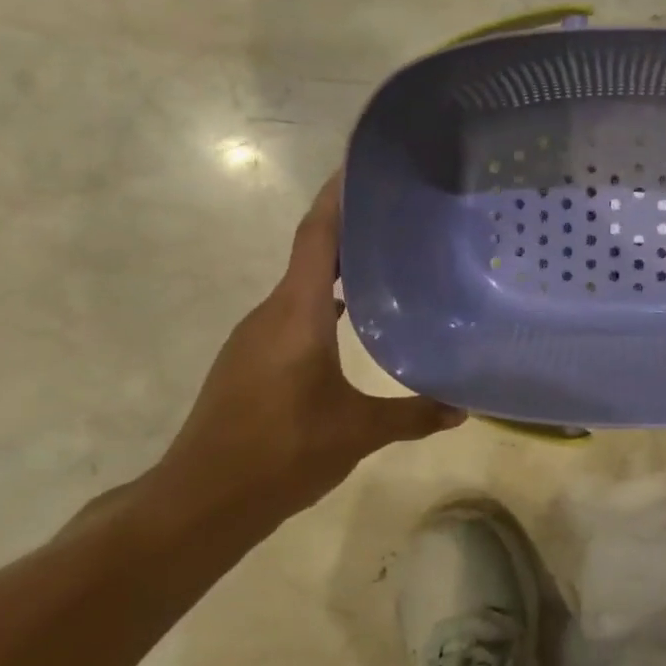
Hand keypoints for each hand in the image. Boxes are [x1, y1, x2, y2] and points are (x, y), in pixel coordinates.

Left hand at [150, 174, 462, 526]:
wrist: (202, 500)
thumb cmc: (281, 452)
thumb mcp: (358, 432)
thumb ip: (413, 415)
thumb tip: (463, 408)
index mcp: (297, 313)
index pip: (317, 236)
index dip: (338, 196)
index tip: (362, 165)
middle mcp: (272, 312)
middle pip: (311, 253)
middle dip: (352, 229)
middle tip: (401, 217)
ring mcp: (256, 336)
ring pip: (302, 286)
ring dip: (338, 269)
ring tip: (387, 263)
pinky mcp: (251, 359)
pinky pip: (294, 312)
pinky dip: (324, 303)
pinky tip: (353, 322)